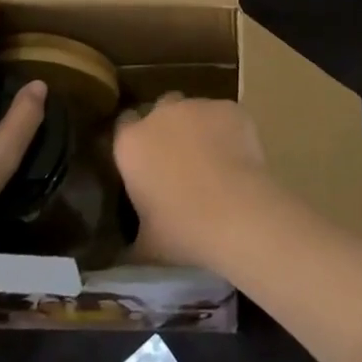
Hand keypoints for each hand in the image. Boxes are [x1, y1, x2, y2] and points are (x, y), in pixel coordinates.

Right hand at [112, 96, 273, 267]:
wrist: (238, 213)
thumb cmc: (183, 231)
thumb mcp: (146, 246)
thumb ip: (132, 240)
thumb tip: (125, 254)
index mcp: (131, 143)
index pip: (123, 126)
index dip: (134, 140)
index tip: (142, 160)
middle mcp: (162, 115)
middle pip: (161, 109)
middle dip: (167, 127)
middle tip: (178, 159)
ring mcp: (199, 106)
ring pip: (195, 110)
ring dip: (198, 128)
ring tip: (213, 161)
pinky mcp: (231, 108)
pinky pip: (225, 116)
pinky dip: (228, 130)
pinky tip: (237, 157)